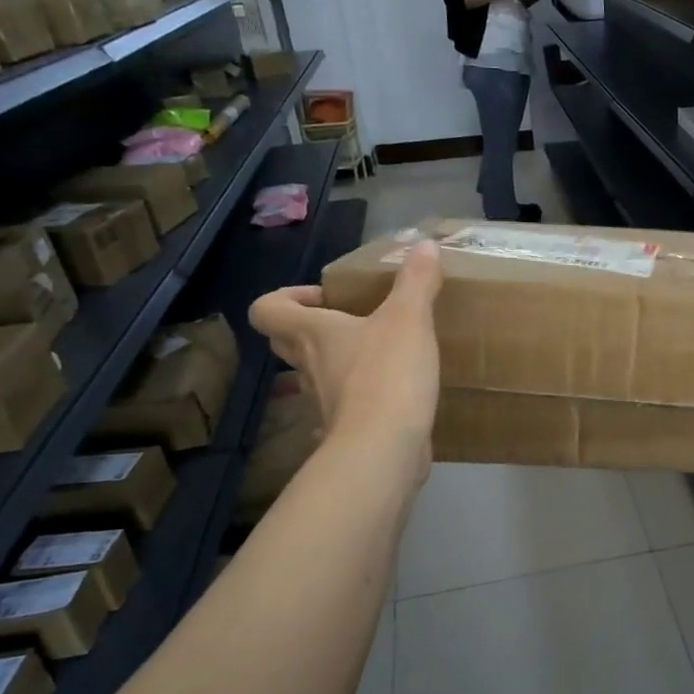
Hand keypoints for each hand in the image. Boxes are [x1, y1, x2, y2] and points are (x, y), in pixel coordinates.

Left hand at [248, 243, 443, 478]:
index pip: (268, 310)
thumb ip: (416, 281)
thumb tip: (425, 244)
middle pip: (286, 342)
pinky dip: (357, 401)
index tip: (324, 298)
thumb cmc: (387, 374)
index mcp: (314, 334)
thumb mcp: (409, 318)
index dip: (285, 298)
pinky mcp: (345, 431)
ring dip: (336, 364)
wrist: (384, 449)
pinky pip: (342, 409)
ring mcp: (324, 403)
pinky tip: (389, 397)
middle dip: (309, 328)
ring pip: (314, 376)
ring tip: (379, 356)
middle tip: (349, 321)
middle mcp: (309, 367)